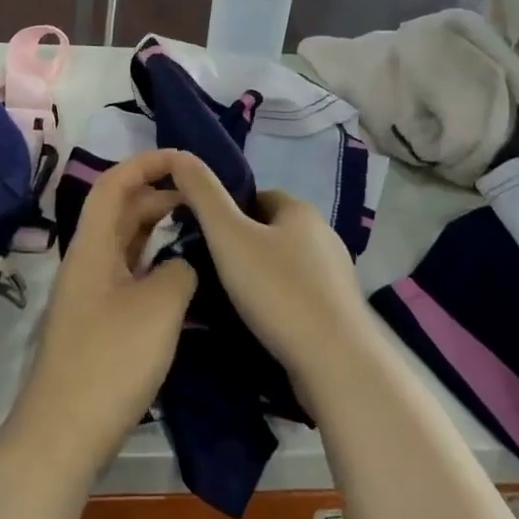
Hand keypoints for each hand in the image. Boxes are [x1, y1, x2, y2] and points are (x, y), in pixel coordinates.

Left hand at [10, 151, 196, 476]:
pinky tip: (180, 272)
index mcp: (92, 246)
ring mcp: (92, 292)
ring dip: (156, 228)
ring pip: (125, 243)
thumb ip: (180, 270)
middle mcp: (88, 260)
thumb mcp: (159, 306)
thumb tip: (184, 265)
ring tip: (197, 225)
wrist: (65, 431)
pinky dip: (154, 262)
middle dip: (157, 194)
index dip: (145, 163)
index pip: (114, 184)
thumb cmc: (110, 360)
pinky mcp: (100, 320)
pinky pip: (129, 272)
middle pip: (120, 211)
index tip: (183, 159)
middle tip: (201, 196)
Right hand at [167, 152, 375, 396]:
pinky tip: (259, 323)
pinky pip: (297, 294)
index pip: (255, 196)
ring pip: (283, 263)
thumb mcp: (228, 236)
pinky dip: (277, 301)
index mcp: (300, 209)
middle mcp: (324, 234)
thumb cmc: (278, 290)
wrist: (335, 362)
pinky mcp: (338, 310)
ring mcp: (335, 274)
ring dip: (258, 275)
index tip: (202, 238)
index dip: (225, 212)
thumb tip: (179, 155)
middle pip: (269, 230)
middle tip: (210, 271)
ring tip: (229, 300)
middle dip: (240, 245)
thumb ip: (202, 194)